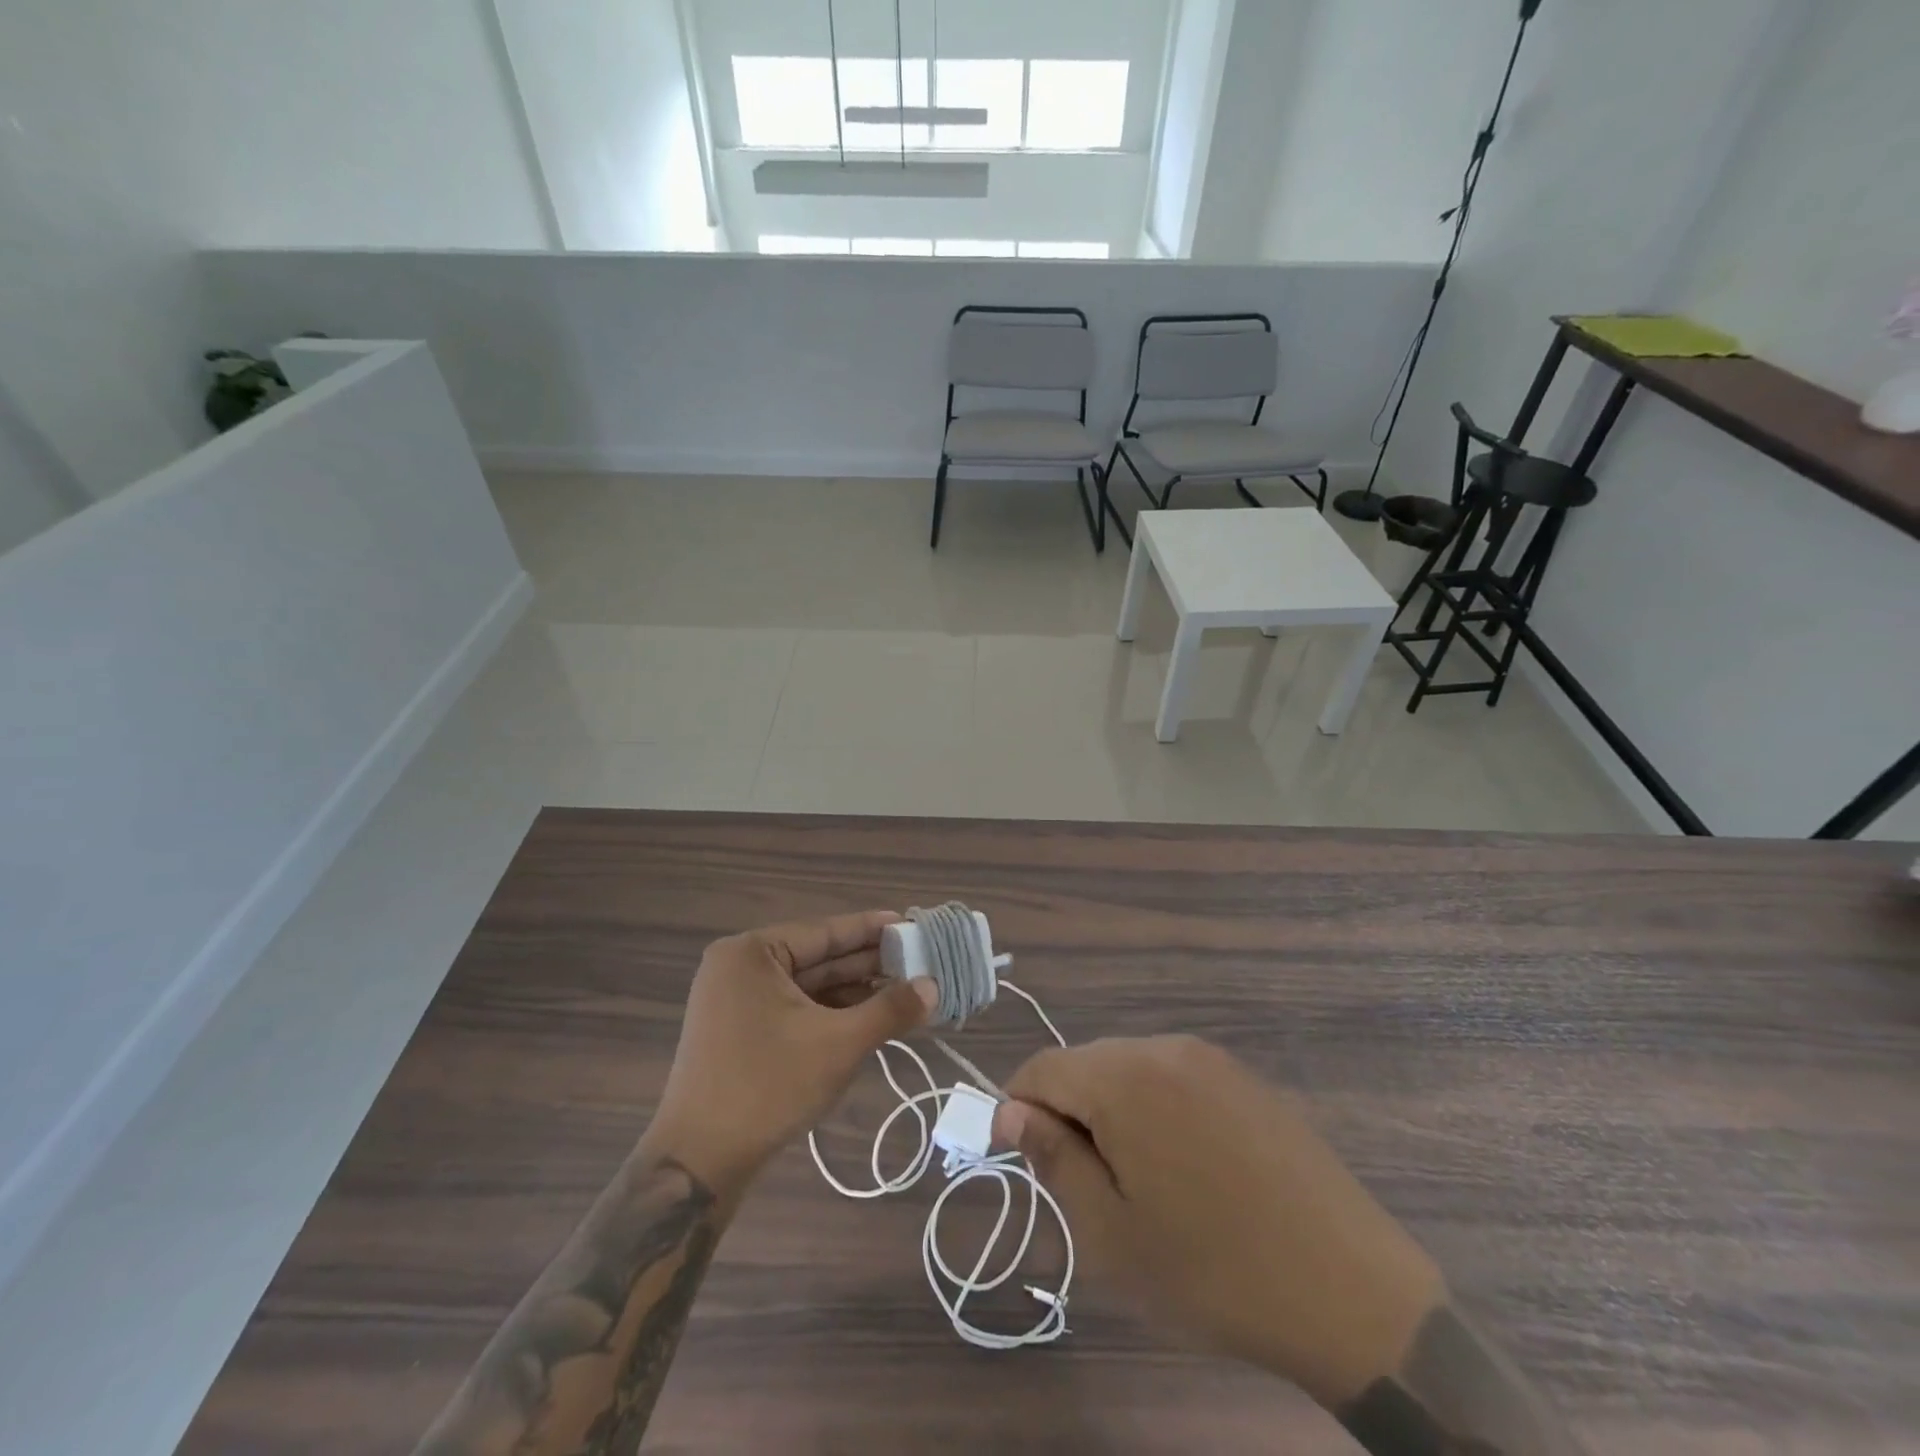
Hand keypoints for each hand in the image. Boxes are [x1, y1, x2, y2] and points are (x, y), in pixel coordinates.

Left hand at [645, 911, 938, 1198]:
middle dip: (866, 964)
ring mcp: (735, 1001)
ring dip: (852, 991)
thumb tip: (933, 986)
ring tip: (902, 992)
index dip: (871, 929)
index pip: (824, 931)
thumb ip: (889, 1010)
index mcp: (751, 953)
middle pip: (816, 958)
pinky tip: (867, 1018)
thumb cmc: (767, 1087)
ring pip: (807, 986)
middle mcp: (739, 967)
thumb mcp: (838, 1044)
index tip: (911, 925)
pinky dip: (829, 1013)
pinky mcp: (738, 1032)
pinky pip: (793, 1009)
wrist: (697, 1164)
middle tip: (917, 962)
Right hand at [992, 1036, 1443, 1410]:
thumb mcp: (1112, 1232)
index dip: (1020, 1109)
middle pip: (1085, 1064)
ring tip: (1139, 1182)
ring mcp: (1210, 1057)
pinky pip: (1172, 1076)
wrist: (1352, 1293)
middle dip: (1069, 1113)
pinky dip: (1155, 1108)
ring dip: (1112, 1112)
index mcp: (1125, 1078)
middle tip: (1089, 1187)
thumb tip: (1011, 1112)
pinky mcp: (1243, 1077)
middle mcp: (1164, 1048)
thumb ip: (1053, 1158)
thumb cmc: (1215, 1272)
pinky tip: (1186, 1167)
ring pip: (1128, 1068)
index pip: (1041, 1068)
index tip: (1028, 1162)